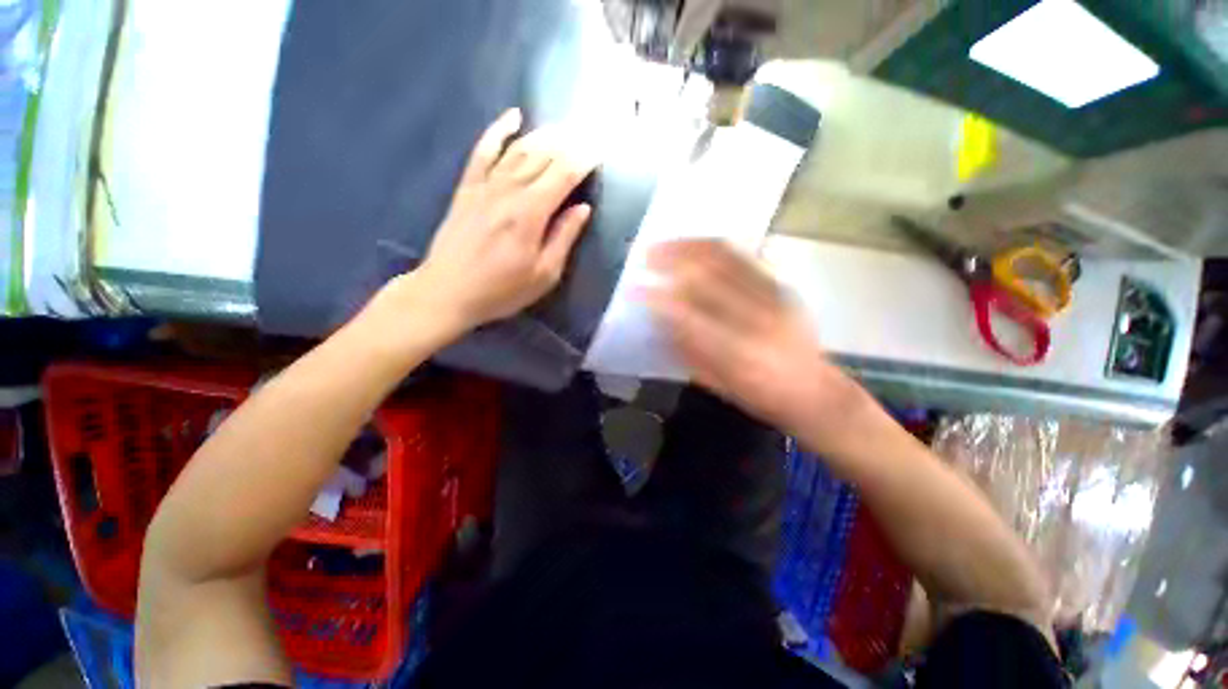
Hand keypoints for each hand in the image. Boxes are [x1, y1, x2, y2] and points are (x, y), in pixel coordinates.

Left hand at [409, 108, 596, 332]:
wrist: (448, 291)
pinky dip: (498, 130)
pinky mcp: (467, 187)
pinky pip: (483, 150)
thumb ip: (564, 238)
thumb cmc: (502, 290)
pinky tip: (513, 116)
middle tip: (588, 135)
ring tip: (565, 128)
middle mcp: (509, 190)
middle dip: (569, 143)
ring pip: (519, 148)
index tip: (600, 152)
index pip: (563, 175)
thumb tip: (583, 208)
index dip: (584, 161)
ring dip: (544, 134)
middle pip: (543, 155)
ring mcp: (485, 185)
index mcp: (531, 214)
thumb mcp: (544, 274)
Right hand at [644, 240, 867, 441]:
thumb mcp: (716, 384)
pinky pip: (745, 255)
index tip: (634, 289)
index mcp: (737, 353)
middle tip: (644, 255)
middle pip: (707, 276)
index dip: (657, 298)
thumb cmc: (760, 396)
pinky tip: (695, 244)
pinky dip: (714, 246)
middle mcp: (757, 318)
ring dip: (689, 245)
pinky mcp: (784, 286)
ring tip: (664, 243)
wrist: (814, 390)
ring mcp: (774, 296)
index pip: (688, 316)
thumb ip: (686, 351)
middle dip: (670, 260)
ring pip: (726, 257)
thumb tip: (659, 318)